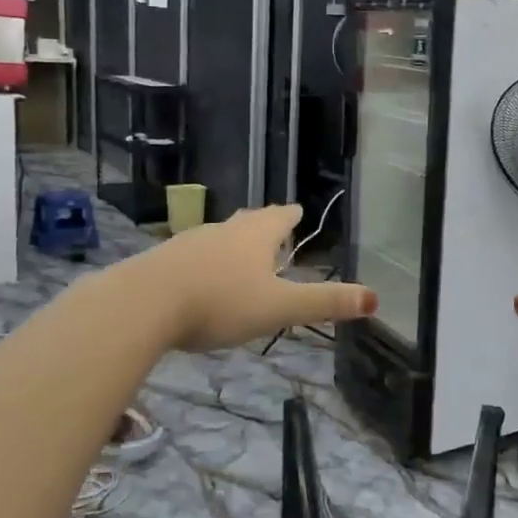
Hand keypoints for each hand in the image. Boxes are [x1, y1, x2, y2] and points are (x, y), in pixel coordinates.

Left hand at [131, 205, 376, 352]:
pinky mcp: (161, 262)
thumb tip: (374, 298)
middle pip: (247, 222)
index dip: (290, 215)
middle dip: (262, 224)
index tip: (297, 209)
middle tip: (271, 225)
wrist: (143, 304)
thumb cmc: (220, 302)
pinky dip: (203, 262)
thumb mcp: (279, 308)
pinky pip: (190, 256)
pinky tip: (197, 278)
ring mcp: (188, 244)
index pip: (279, 217)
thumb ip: (324, 303)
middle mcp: (222, 231)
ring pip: (217, 236)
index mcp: (254, 237)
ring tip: (238, 252)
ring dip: (231, 242)